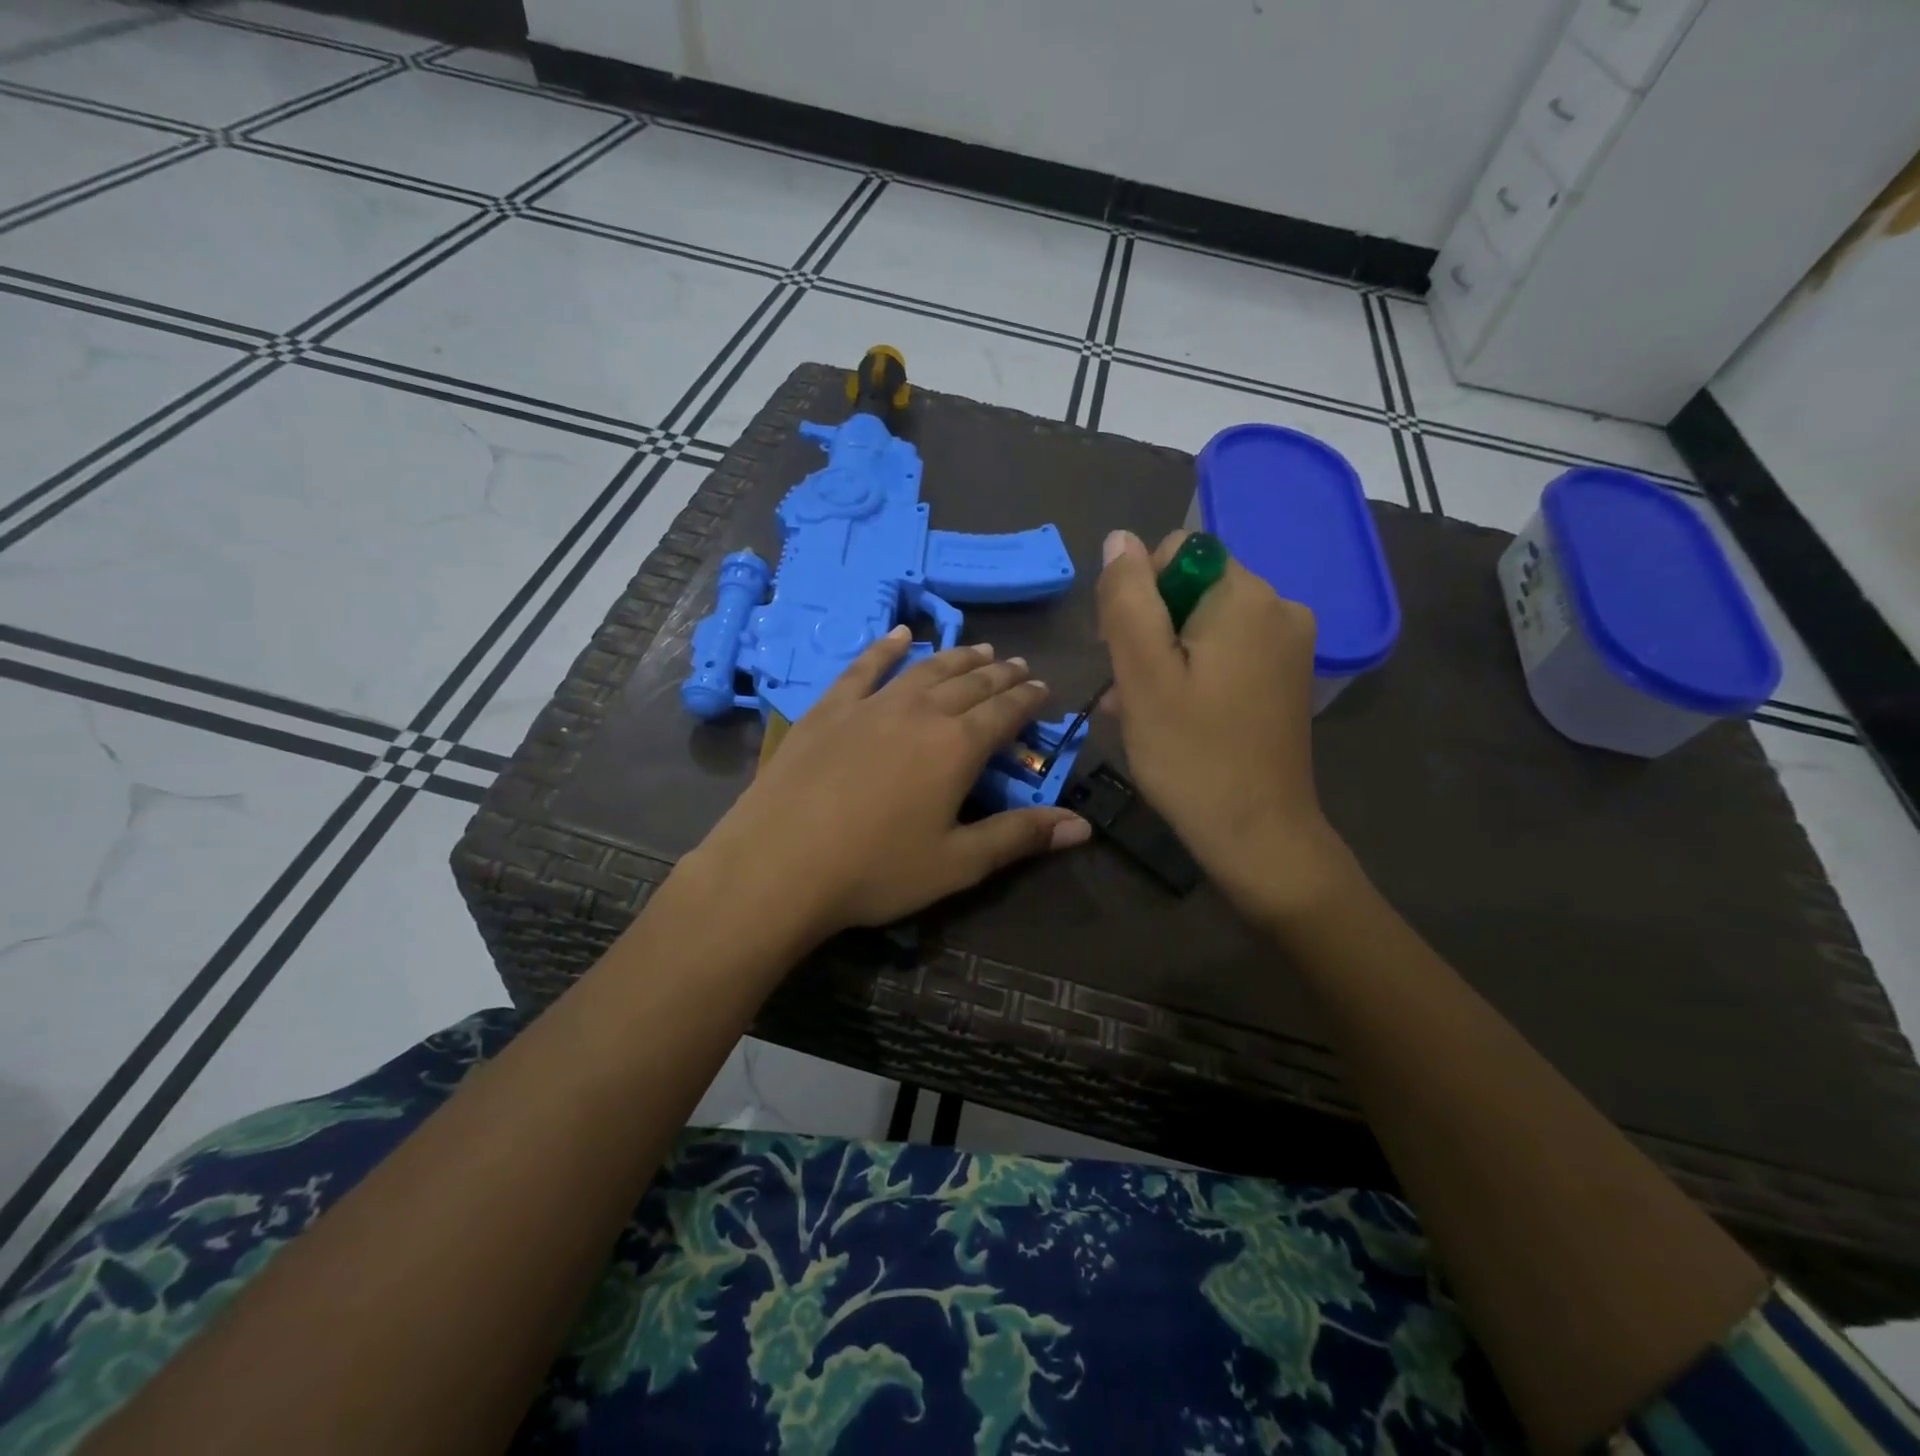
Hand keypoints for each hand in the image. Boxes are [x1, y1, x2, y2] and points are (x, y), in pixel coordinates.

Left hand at [690, 628, 1089, 942]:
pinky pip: (864, 667)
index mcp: (957, 747)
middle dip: (999, 673)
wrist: (779, 865)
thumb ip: (1020, 837)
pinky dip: (886, 647)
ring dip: (957, 657)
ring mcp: (871, 705)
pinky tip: (901, 634)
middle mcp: (920, 712)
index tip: (1043, 687)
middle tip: (1017, 665)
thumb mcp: (957, 863)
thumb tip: (1082, 826)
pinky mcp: (828, 709)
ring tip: (979, 648)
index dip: (1028, 699)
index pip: (1005, 711)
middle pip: (970, 683)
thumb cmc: (876, 870)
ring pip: (926, 669)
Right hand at [1096, 529, 1351, 921]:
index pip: (1177, 553)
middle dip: (1150, 630)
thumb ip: (1127, 599)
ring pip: (1204, 625)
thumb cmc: (1191, 754)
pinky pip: (1227, 654)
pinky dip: (1193, 674)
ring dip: (1164, 658)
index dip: (1138, 595)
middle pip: (1191, 589)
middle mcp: (1279, 607)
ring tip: (1142, 711)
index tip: (1124, 652)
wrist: (1258, 835)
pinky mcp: (1286, 678)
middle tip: (1130, 690)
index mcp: (1247, 596)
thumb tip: (1119, 539)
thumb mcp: (1142, 674)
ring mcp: (1289, 645)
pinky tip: (1173, 716)